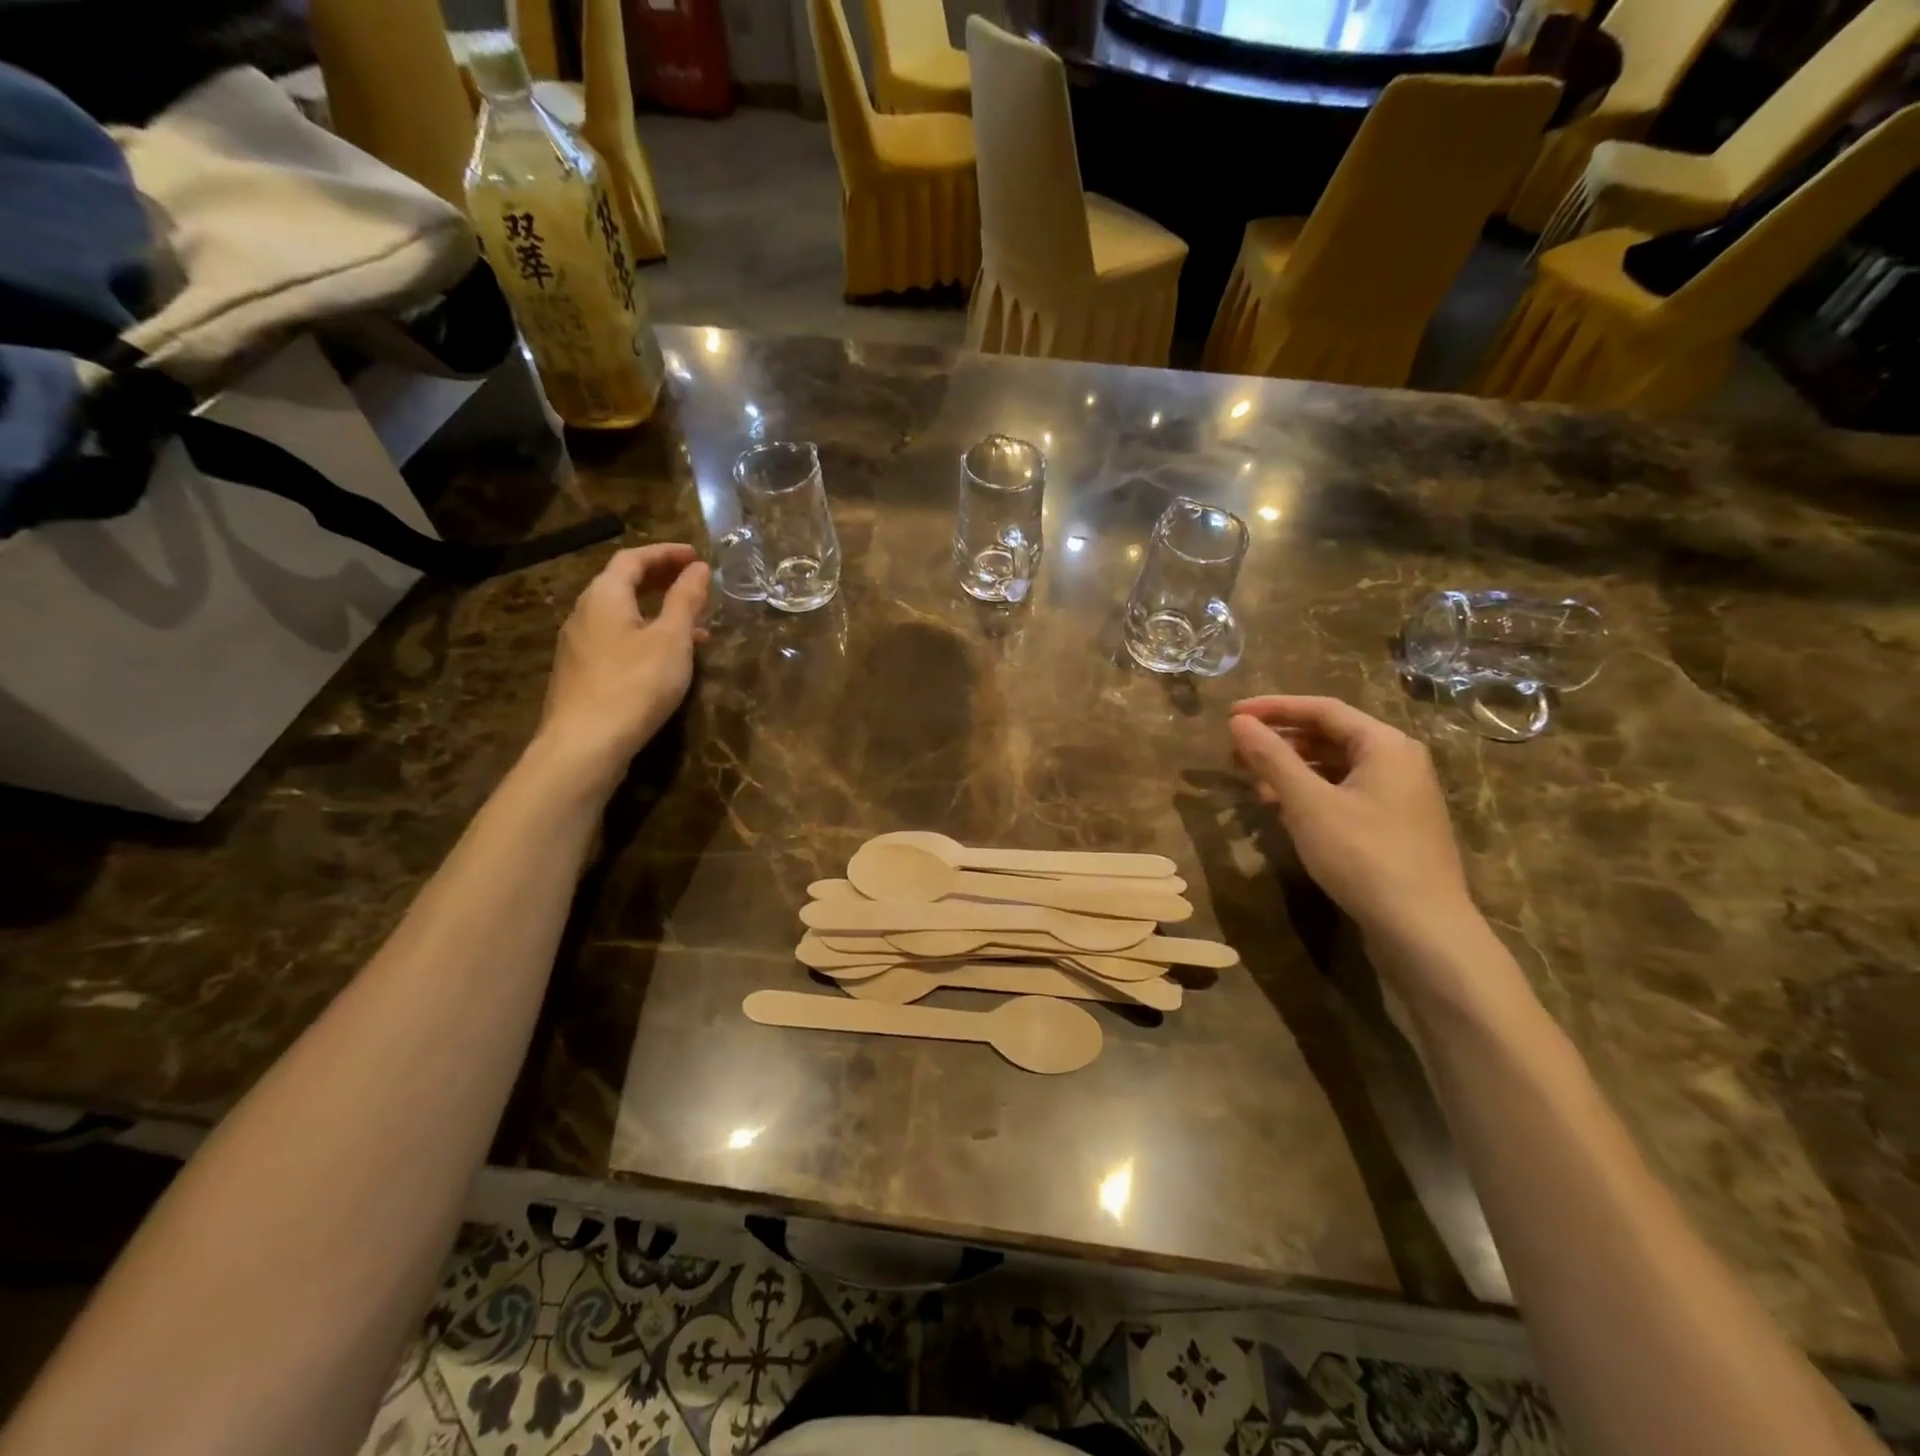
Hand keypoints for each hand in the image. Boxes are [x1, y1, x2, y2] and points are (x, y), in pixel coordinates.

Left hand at [533, 544, 710, 786]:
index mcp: (604, 596)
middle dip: (661, 579)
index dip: (666, 553)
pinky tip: (667, 659)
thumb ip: (686, 600)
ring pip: (622, 615)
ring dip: (657, 611)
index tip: (697, 556)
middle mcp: (584, 613)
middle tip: (694, 582)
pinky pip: (617, 640)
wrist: (585, 745)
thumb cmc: (635, 684)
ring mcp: (579, 645)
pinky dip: (645, 635)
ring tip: (695, 625)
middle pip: (622, 584)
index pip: (633, 559)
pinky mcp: (582, 673)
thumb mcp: (671, 639)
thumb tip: (698, 569)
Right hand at [1228, 695, 1477, 951]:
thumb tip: (1239, 722)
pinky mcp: (1394, 826)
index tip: (1231, 714)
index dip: (1273, 708)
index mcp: (1385, 744)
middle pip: (1330, 736)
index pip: (1322, 709)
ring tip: (1253, 784)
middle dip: (1280, 741)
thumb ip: (1271, 757)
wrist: (1422, 929)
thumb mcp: (1307, 803)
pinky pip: (1345, 794)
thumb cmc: (1363, 855)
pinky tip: (1284, 812)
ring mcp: (1400, 795)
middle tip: (1236, 752)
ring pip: (1335, 767)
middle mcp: (1398, 761)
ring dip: (1292, 771)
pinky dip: (1311, 795)